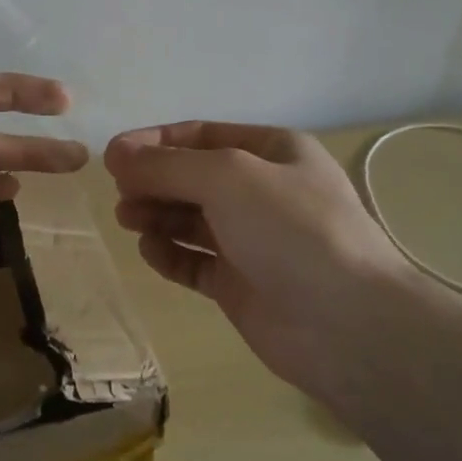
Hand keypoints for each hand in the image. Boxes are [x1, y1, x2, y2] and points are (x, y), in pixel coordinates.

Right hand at [105, 121, 413, 408]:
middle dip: (153, 180)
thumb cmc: (291, 229)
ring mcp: (252, 240)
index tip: (112, 156)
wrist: (348, 325)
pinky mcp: (241, 284)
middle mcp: (262, 191)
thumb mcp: (228, 177)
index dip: (155, 142)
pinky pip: (194, 260)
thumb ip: (167, 165)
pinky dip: (169, 253)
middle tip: (119, 193)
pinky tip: (151, 251)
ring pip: (190, 218)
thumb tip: (115, 154)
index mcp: (272, 151)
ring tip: (127, 219)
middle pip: (192, 176)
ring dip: (156, 213)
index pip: (201, 135)